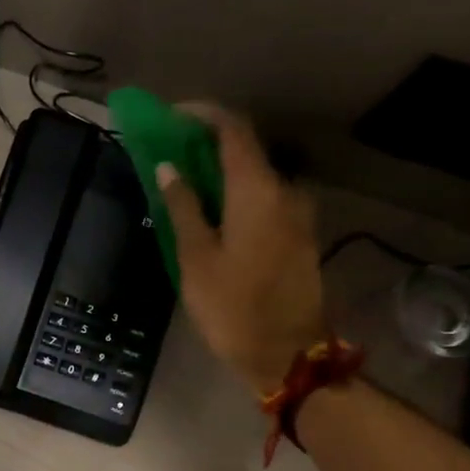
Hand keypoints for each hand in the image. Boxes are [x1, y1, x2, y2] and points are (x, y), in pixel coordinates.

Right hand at [158, 105, 327, 396]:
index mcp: (258, 191)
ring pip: (256, 178)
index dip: (201, 115)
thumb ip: (183, 207)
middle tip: (170, 152)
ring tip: (186, 186)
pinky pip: (265, 200)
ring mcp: (297, 215)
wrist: (289, 355)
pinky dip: (238, 195)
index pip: (233, 129)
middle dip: (206, 145)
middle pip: (246, 151)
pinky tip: (213, 213)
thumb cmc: (234, 308)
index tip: (170, 116)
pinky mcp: (300, 236)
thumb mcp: (196, 259)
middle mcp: (285, 192)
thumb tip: (169, 168)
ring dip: (222, 173)